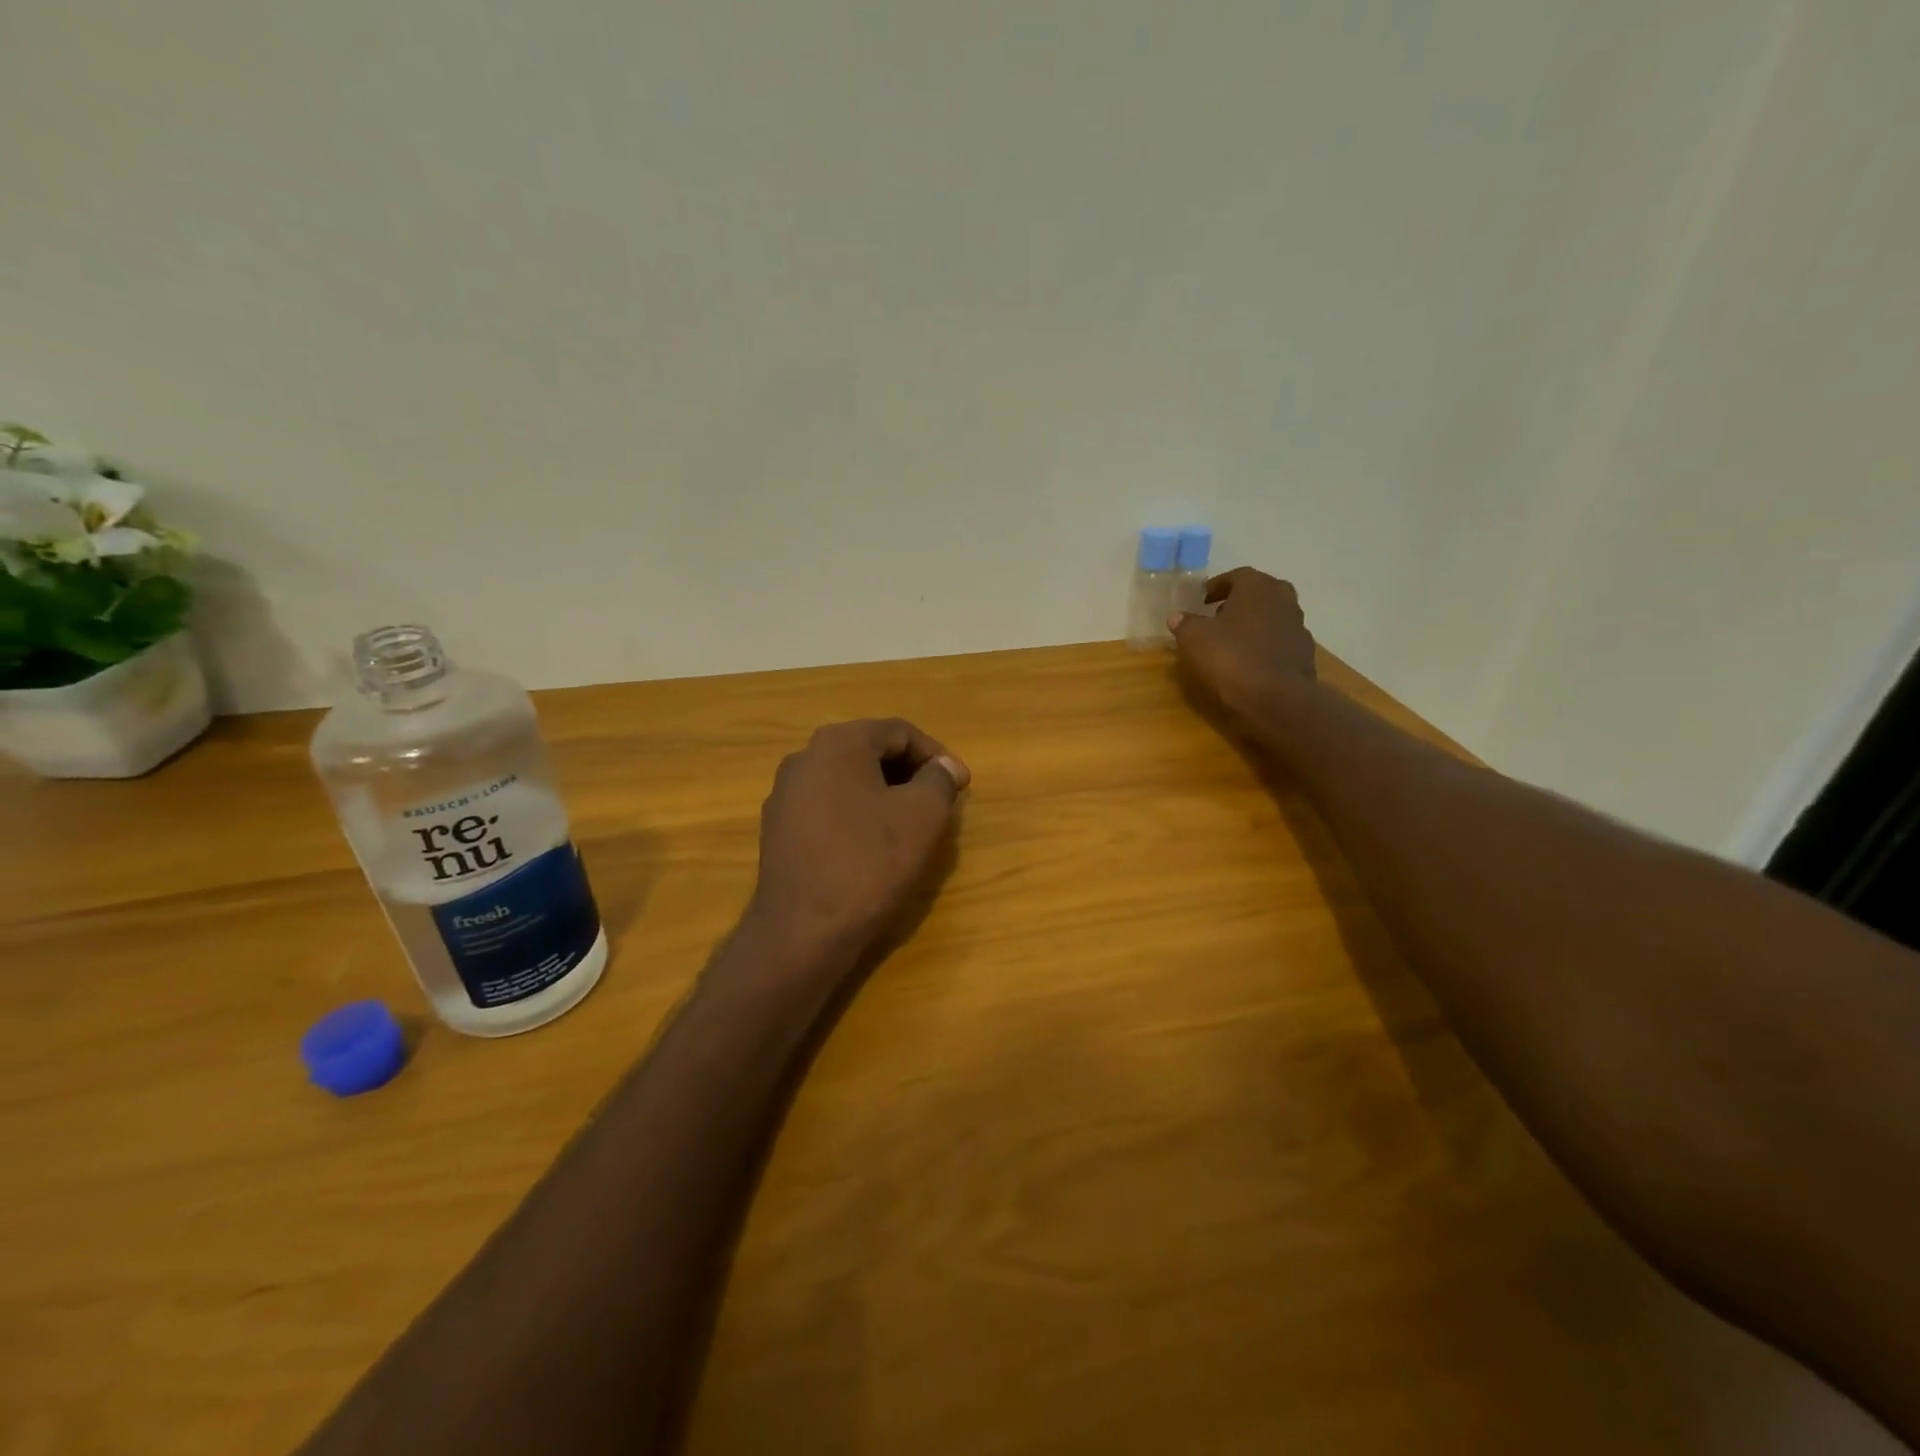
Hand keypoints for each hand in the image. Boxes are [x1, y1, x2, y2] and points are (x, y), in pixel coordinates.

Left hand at [747, 718, 969, 959]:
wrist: (802, 932)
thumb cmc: (869, 863)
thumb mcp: (923, 816)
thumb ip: (940, 780)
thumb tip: (944, 766)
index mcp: (837, 743)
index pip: (899, 732)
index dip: (937, 756)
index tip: (961, 786)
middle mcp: (804, 758)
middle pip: (870, 752)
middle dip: (910, 774)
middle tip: (939, 804)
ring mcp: (785, 795)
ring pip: (848, 781)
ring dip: (884, 796)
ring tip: (910, 827)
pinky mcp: (778, 830)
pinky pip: (828, 808)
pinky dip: (857, 816)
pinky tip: (872, 848)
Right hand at [1169, 567, 1317, 731]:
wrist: (1276, 699)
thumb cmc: (1231, 658)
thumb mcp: (1194, 639)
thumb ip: (1185, 623)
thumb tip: (1177, 616)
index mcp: (1257, 587)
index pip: (1237, 576)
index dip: (1217, 586)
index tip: (1203, 598)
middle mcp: (1283, 600)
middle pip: (1260, 593)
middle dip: (1240, 601)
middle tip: (1219, 614)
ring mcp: (1298, 627)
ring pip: (1273, 616)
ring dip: (1254, 623)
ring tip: (1233, 640)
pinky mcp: (1304, 654)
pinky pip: (1280, 641)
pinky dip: (1265, 645)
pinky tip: (1250, 661)